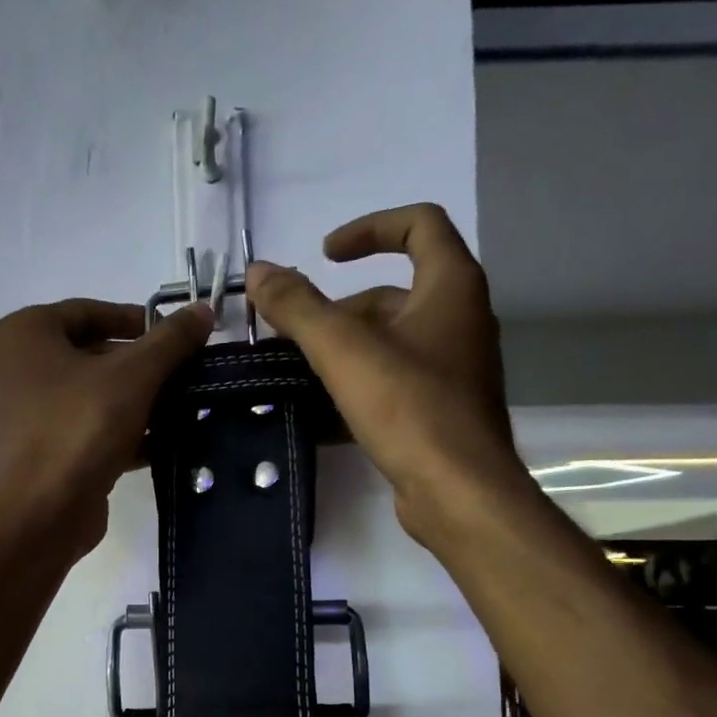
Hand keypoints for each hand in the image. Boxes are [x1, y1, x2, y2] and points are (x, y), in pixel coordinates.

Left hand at [0, 297, 214, 555]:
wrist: (43, 512)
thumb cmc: (80, 427)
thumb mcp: (135, 375)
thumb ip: (170, 341)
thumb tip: (204, 310)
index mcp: (24, 336)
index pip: (87, 312)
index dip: (135, 319)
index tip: (173, 336)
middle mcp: (14, 371)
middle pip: (89, 357)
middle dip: (138, 367)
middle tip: (180, 375)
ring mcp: (22, 418)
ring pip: (87, 398)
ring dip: (132, 403)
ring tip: (177, 409)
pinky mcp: (37, 457)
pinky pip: (82, 433)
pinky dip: (117, 435)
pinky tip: (158, 445)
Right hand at [245, 203, 522, 546]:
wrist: (458, 491)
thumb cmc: (409, 408)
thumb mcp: (344, 350)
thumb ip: (297, 307)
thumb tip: (257, 272)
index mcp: (451, 287)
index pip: (419, 225)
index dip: (369, 228)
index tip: (324, 254)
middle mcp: (460, 320)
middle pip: (393, 294)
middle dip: (339, 311)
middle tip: (293, 336)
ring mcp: (453, 369)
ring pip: (390, 343)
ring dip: (343, 352)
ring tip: (298, 375)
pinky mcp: (441, 411)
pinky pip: (393, 384)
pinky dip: (358, 387)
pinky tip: (319, 413)